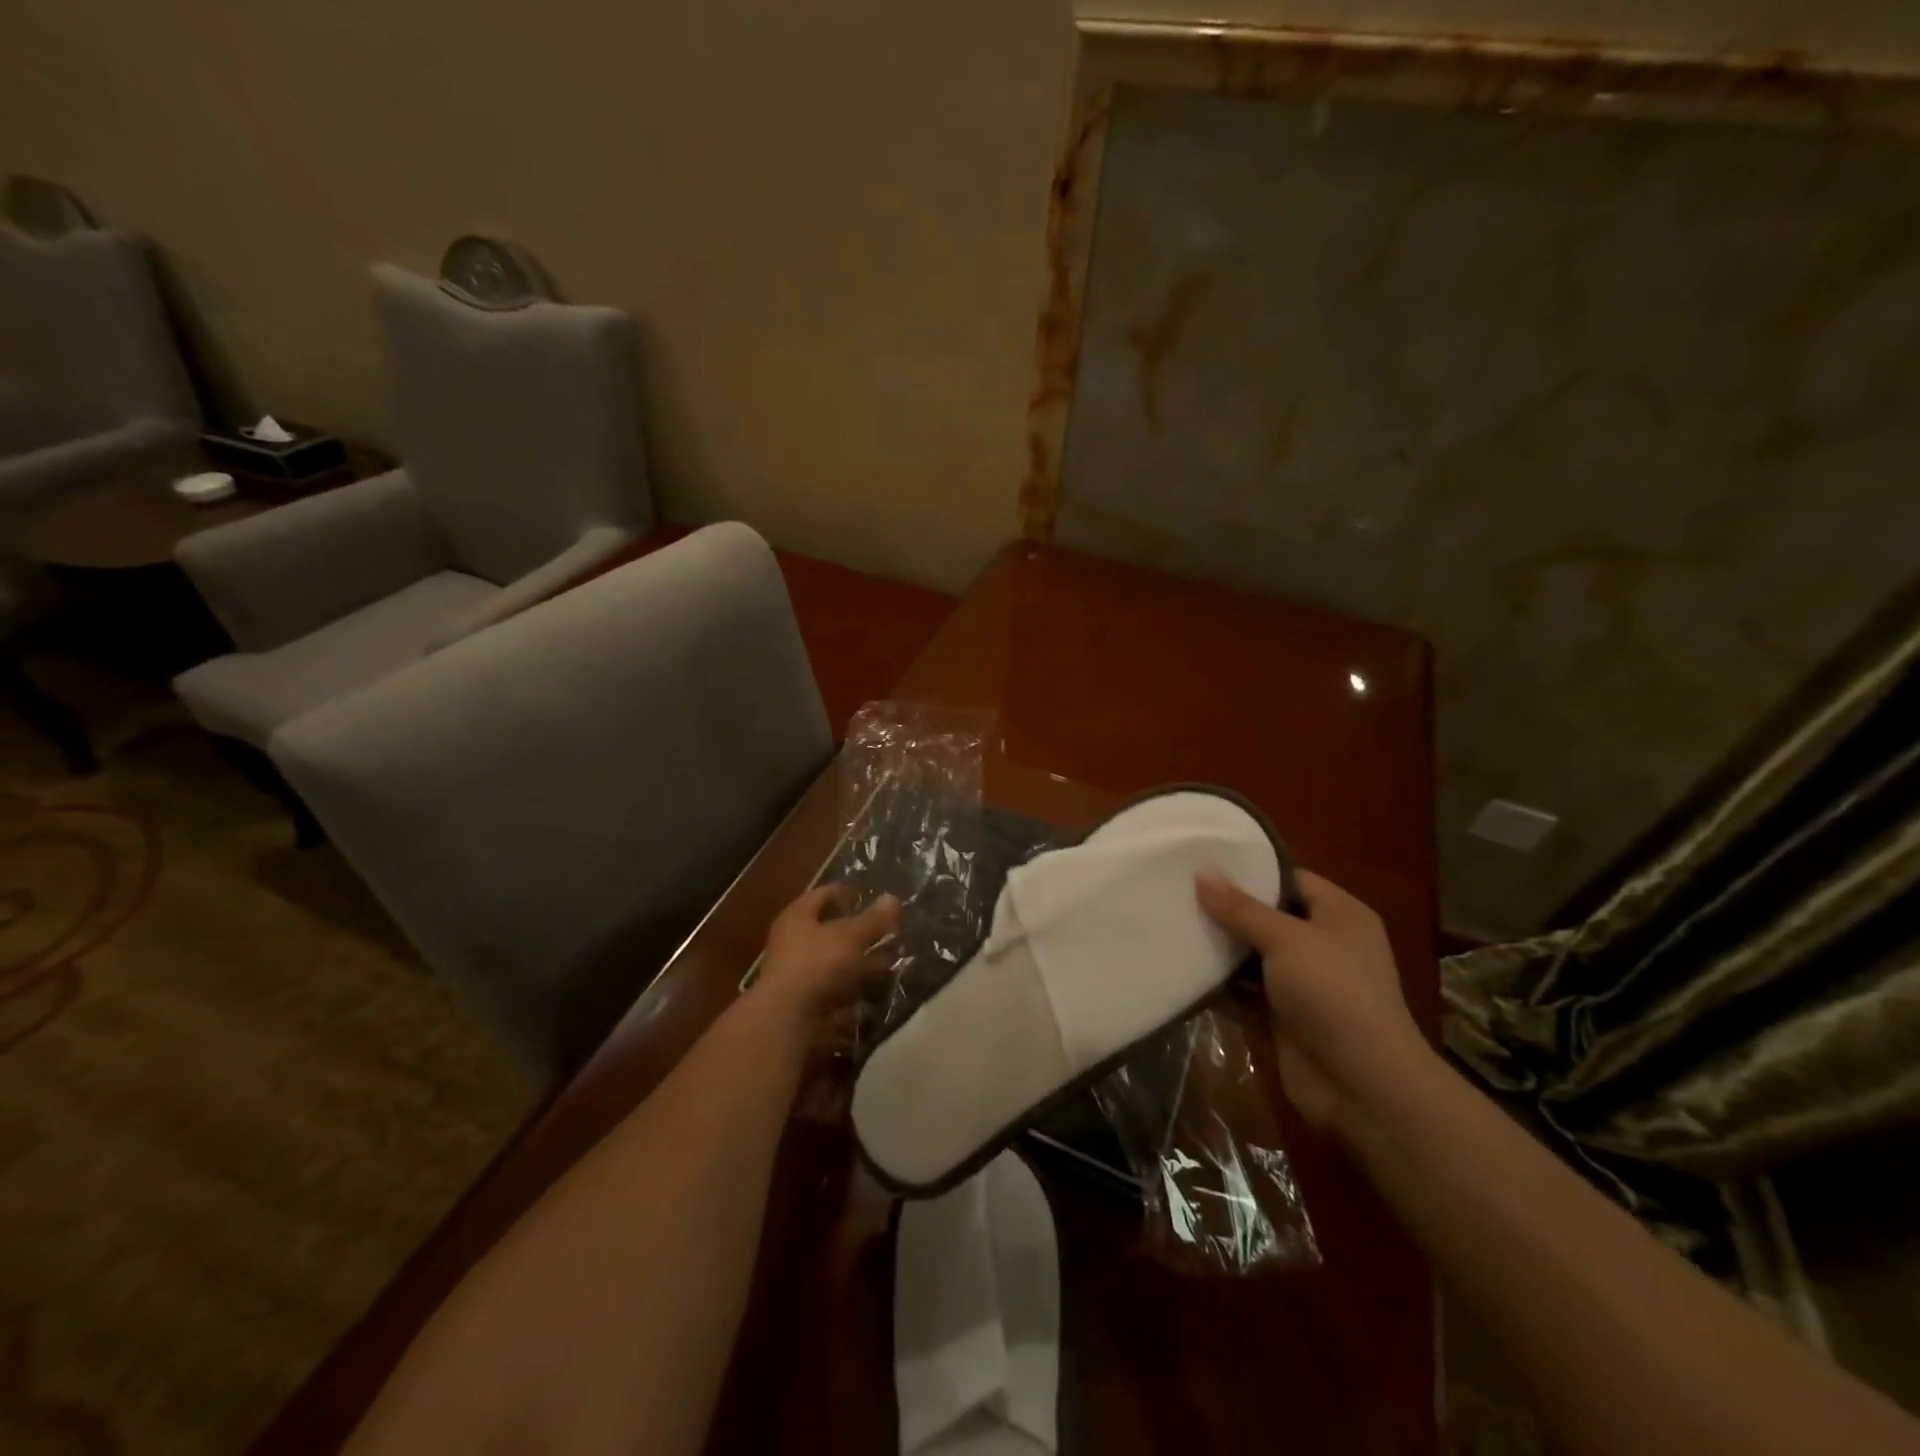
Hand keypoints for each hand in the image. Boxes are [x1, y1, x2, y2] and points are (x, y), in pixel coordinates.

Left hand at [756, 885, 898, 1020]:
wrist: (788, 1020)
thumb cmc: (817, 964)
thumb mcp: (850, 936)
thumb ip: (872, 920)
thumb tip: (892, 898)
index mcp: (797, 917)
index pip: (822, 894)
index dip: (846, 892)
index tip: (870, 896)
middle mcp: (794, 942)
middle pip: (830, 930)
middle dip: (860, 931)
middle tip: (889, 930)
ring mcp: (800, 973)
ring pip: (837, 961)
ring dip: (862, 961)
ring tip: (892, 960)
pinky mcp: (808, 1001)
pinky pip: (837, 987)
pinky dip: (857, 988)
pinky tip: (879, 990)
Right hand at [1196, 869, 1429, 1134]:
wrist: (1362, 1085)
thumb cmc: (1333, 993)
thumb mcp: (1286, 939)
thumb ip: (1241, 908)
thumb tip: (1202, 874)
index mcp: (1340, 915)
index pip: (1291, 879)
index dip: (1251, 870)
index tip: (1204, 862)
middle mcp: (1324, 944)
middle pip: (1268, 916)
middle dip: (1228, 908)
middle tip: (1179, 890)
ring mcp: (1304, 982)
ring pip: (1254, 953)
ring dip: (1220, 945)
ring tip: (1172, 922)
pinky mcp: (1284, 1014)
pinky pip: (1246, 988)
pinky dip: (1220, 981)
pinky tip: (1183, 966)